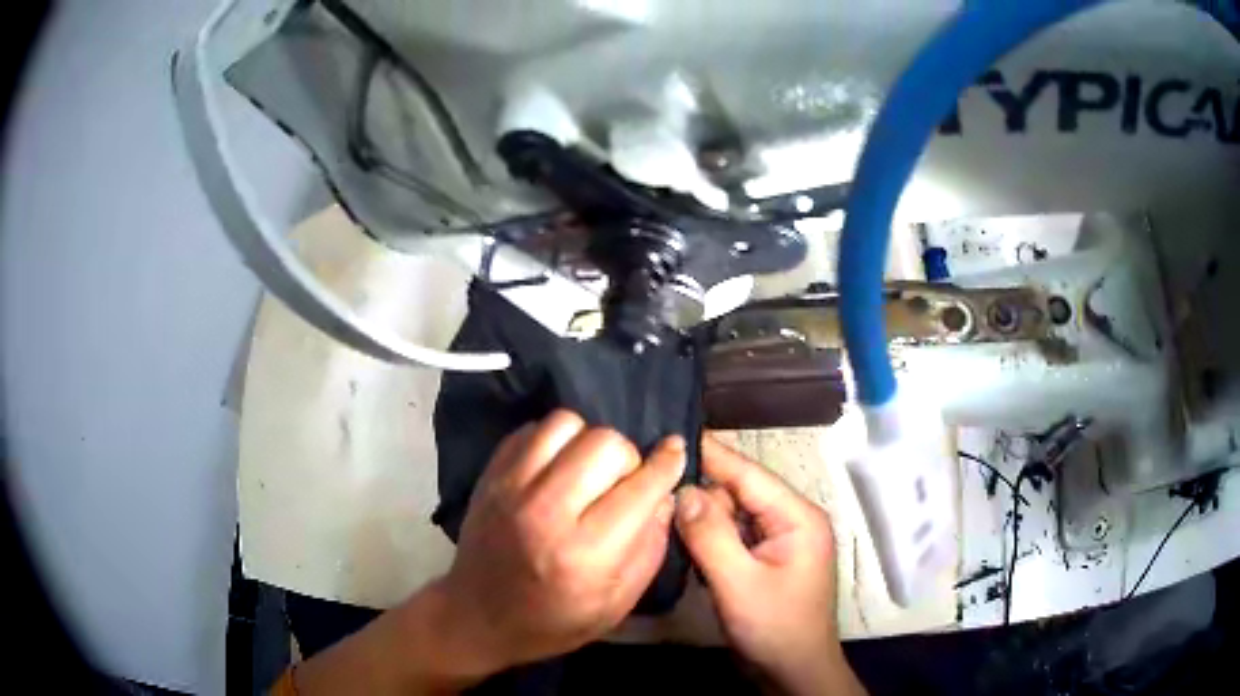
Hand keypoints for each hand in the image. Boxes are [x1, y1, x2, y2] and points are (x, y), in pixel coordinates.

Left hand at [431, 409, 685, 676]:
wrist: (477, 617)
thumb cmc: (554, 622)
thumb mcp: (616, 604)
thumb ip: (650, 548)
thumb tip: (665, 495)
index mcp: (584, 553)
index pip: (640, 488)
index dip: (666, 464)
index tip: (675, 451)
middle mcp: (546, 511)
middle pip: (605, 442)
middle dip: (626, 459)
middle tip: (620, 483)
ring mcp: (510, 487)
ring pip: (567, 423)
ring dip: (588, 442)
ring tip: (586, 471)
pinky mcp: (490, 475)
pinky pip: (532, 429)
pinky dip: (554, 441)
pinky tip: (556, 468)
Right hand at [676, 436, 862, 695]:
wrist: (793, 673)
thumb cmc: (775, 628)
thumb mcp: (739, 584)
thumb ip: (710, 535)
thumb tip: (682, 490)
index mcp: (797, 517)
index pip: (748, 473)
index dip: (709, 453)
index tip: (668, 434)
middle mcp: (790, 520)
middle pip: (738, 492)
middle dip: (699, 491)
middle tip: (651, 485)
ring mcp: (777, 541)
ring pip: (731, 515)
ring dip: (700, 518)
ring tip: (659, 509)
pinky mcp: (763, 560)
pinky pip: (731, 537)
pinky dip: (707, 538)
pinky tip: (681, 540)